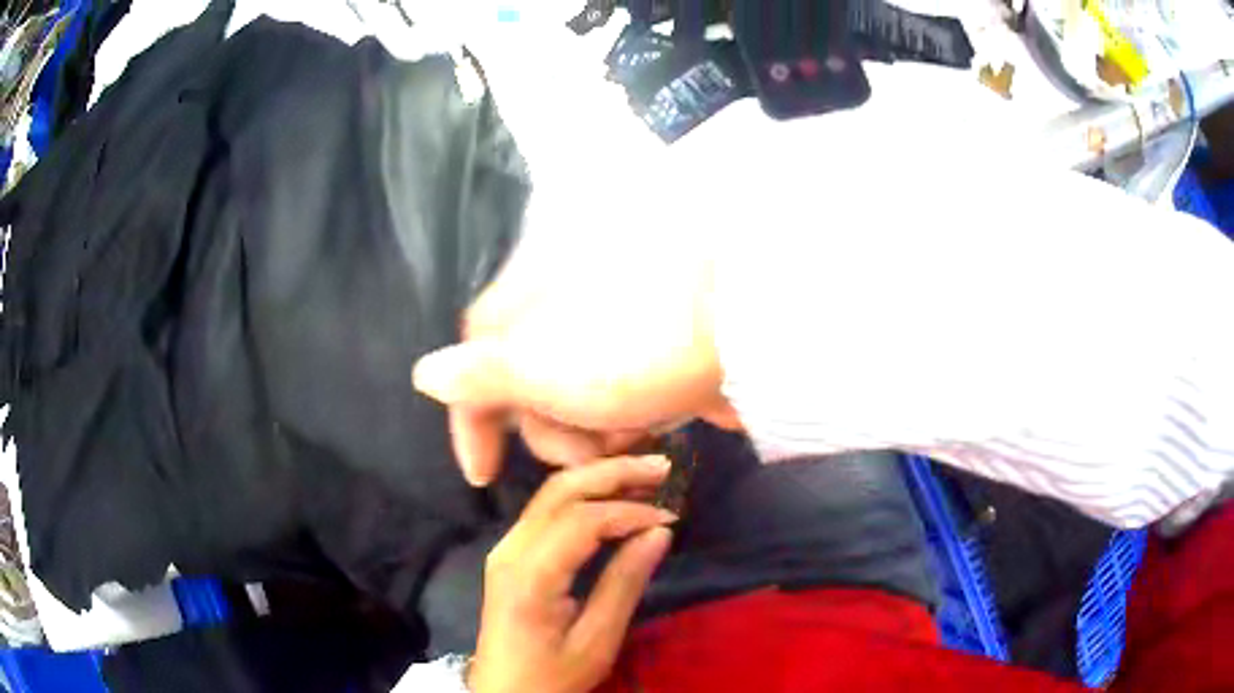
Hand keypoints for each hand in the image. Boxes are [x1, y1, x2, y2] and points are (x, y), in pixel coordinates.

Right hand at [412, 206, 740, 484]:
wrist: (737, 338)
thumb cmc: (628, 354)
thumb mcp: (536, 366)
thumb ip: (476, 375)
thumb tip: (423, 375)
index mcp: (522, 305)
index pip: (473, 367)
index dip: (471, 423)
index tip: (480, 474)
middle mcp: (555, 315)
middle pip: (526, 395)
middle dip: (553, 436)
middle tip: (589, 453)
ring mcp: (602, 337)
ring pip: (571, 408)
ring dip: (591, 437)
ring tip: (631, 437)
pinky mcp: (640, 357)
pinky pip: (609, 405)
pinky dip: (620, 426)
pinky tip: (650, 428)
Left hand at [468, 456, 676, 692]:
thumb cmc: (551, 676)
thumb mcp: (596, 641)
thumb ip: (625, 583)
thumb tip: (660, 532)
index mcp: (529, 576)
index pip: (581, 520)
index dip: (629, 510)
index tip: (670, 516)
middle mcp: (509, 549)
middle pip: (560, 490)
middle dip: (613, 473)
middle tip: (662, 467)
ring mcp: (505, 548)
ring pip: (551, 494)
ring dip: (599, 479)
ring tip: (646, 475)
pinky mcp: (509, 553)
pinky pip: (546, 510)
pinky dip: (584, 497)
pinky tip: (613, 498)